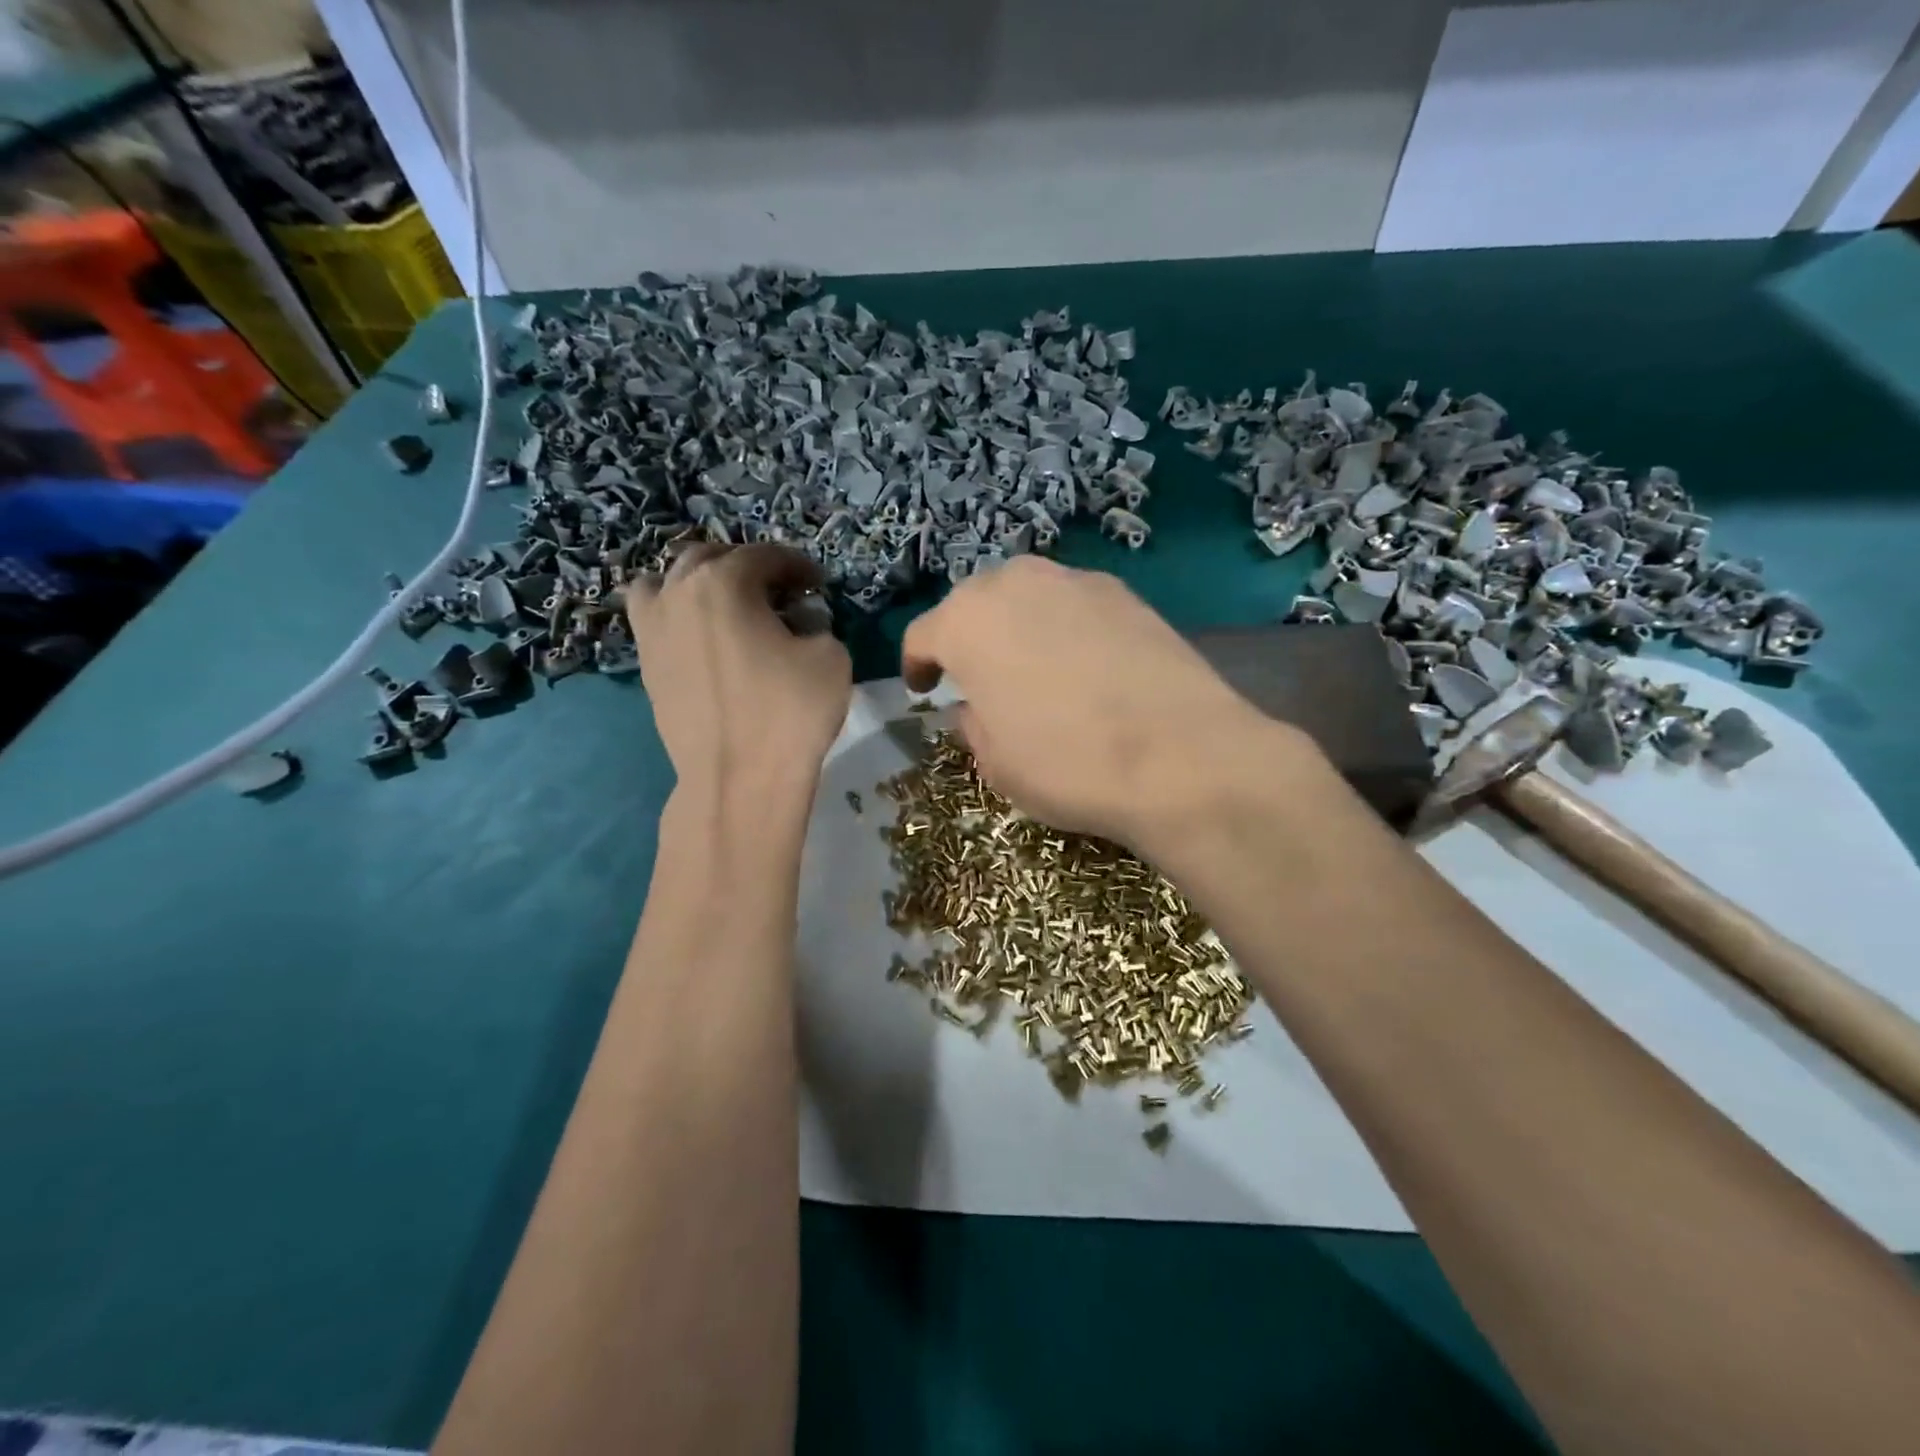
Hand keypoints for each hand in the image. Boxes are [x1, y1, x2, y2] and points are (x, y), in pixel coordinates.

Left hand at [628, 543, 851, 808]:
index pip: (765, 556)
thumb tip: (798, 623)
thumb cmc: (790, 712)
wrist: (739, 779)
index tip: (818, 584)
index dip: (798, 566)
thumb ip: (817, 624)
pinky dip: (676, 614)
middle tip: (778, 592)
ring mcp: (654, 630)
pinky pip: (654, 620)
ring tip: (725, 606)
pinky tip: (702, 638)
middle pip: (710, 558)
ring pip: (666, 581)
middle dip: (747, 567)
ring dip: (698, 582)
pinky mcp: (646, 665)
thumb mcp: (830, 656)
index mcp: (724, 582)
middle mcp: (679, 593)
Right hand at [901, 557, 1315, 847]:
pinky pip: (1074, 603)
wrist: (1180, 756)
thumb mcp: (997, 763)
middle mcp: (1015, 583)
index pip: (923, 635)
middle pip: (974, 603)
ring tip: (1031, 665)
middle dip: (968, 636)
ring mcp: (1075, 581)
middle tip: (978, 675)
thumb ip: (973, 723)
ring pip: (1027, 595)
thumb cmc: (1066, 764)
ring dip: (1018, 625)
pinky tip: (1085, 664)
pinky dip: (1066, 626)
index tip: (923, 689)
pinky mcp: (1125, 593)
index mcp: (967, 622)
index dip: (917, 665)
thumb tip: (976, 705)